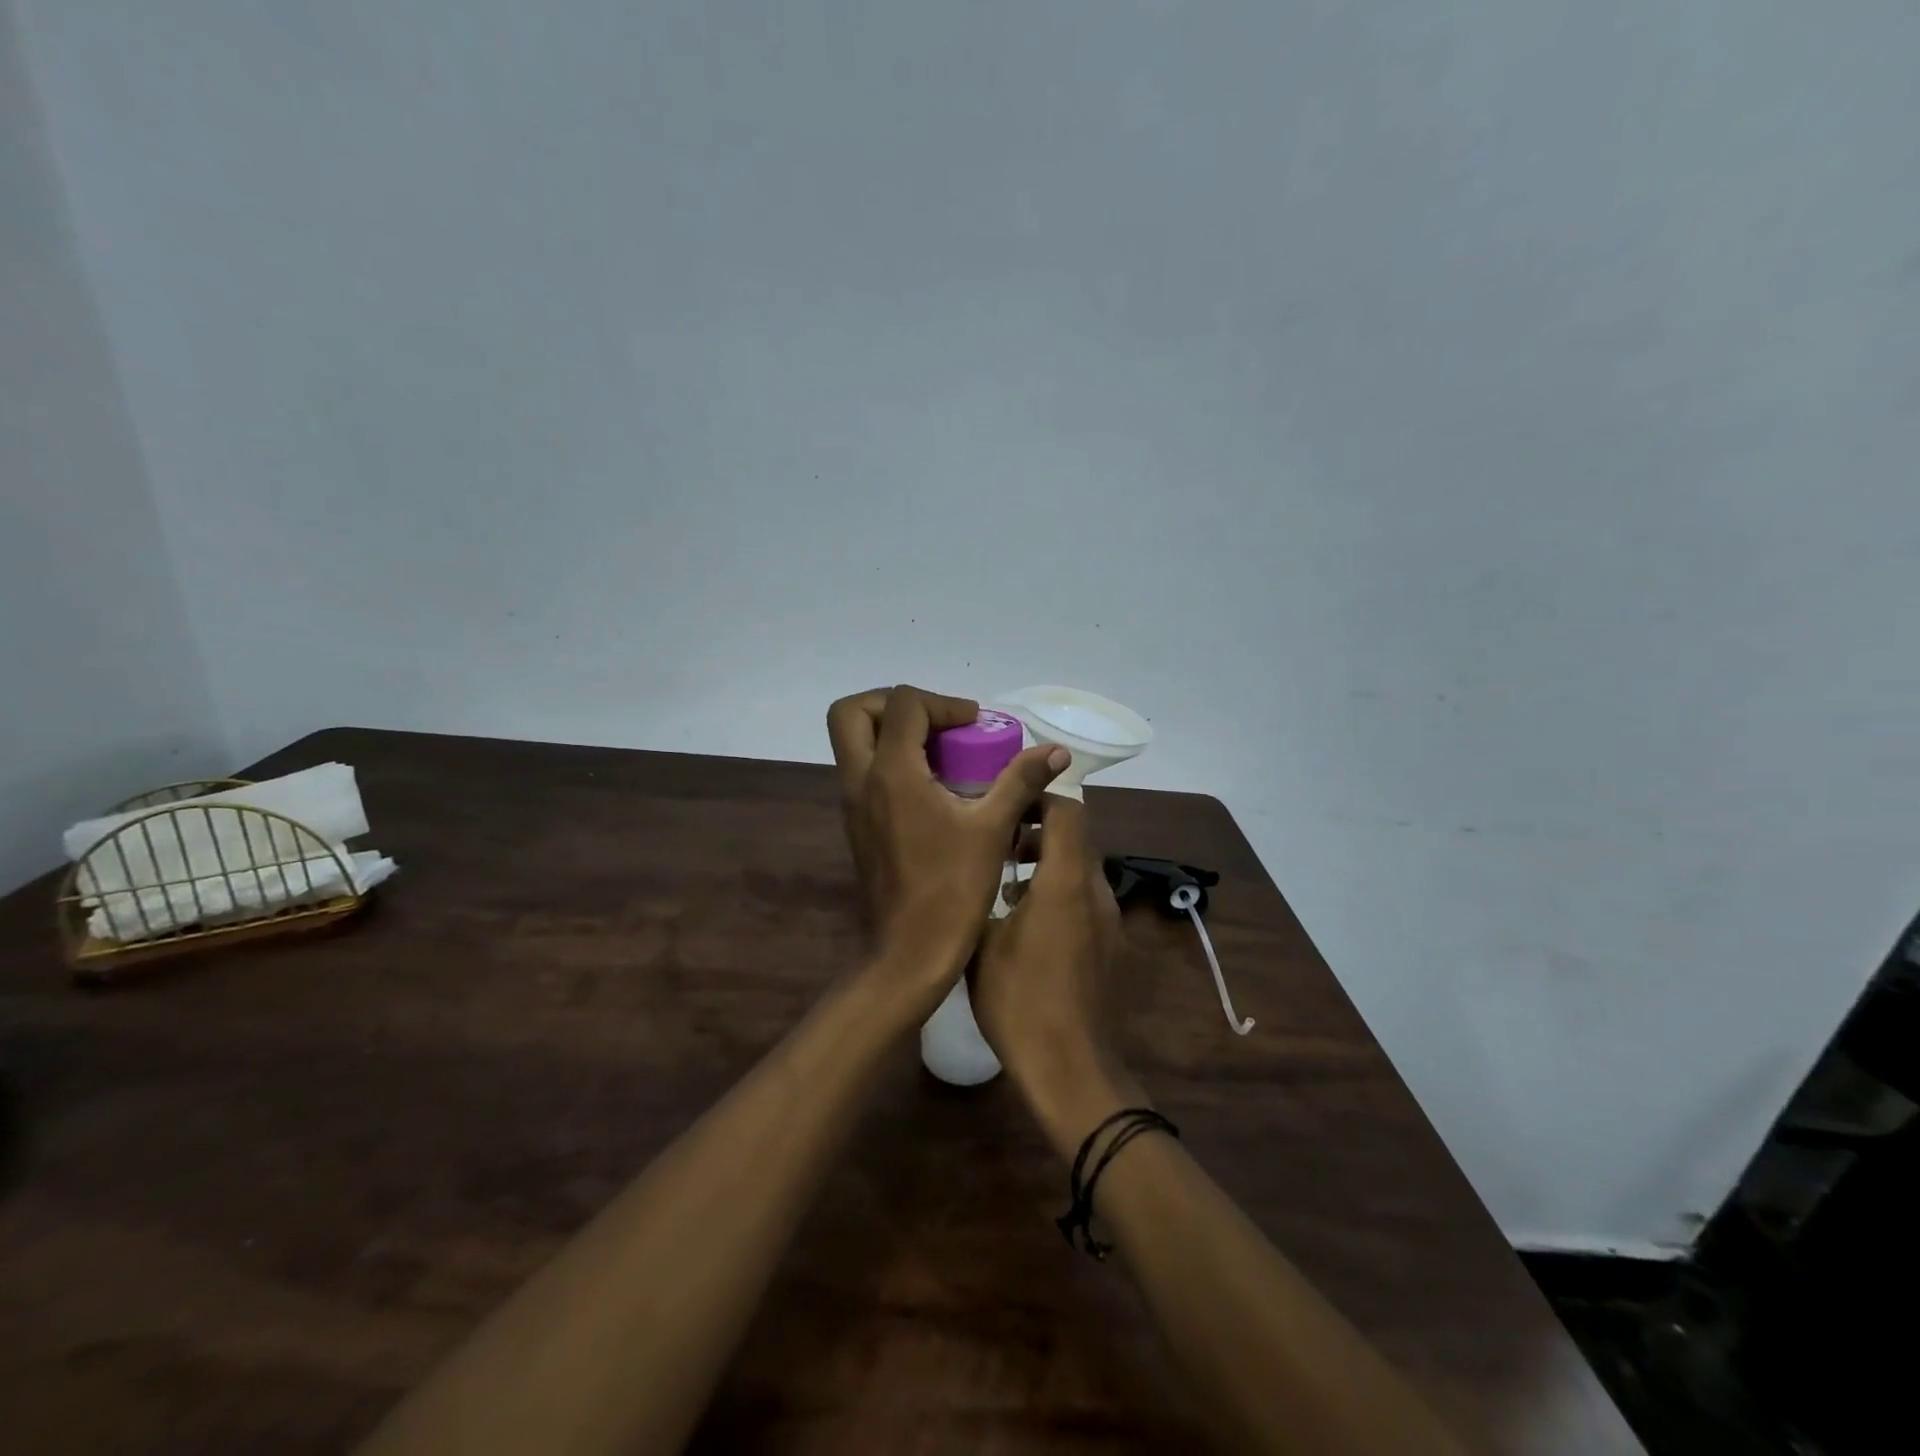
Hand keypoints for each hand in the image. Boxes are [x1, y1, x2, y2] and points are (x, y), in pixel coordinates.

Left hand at [827, 686, 1066, 997]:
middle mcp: (861, 781)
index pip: (904, 704)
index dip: (943, 703)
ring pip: (853, 743)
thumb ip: (1021, 780)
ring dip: (890, 732)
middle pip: (852, 713)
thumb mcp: (992, 829)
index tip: (976, 725)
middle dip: (893, 703)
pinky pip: (862, 772)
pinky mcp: (857, 825)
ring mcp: (853, 804)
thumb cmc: (953, 889)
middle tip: (937, 721)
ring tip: (940, 751)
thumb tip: (1056, 751)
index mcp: (892, 773)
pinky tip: (933, 787)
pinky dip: (890, 761)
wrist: (910, 952)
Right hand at [970, 795, 1145, 1152]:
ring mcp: (1109, 921)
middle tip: (998, 842)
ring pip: (1081, 870)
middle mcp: (1096, 891)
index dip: (1039, 796)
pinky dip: (1060, 892)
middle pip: (1076, 837)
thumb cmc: (1019, 999)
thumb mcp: (982, 941)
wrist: (1070, 1068)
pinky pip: (1086, 900)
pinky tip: (1026, 923)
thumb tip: (978, 868)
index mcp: (1066, 881)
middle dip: (1038, 830)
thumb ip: (984, 892)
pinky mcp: (1112, 946)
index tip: (1006, 802)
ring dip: (1047, 863)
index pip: (1067, 811)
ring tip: (1006, 883)